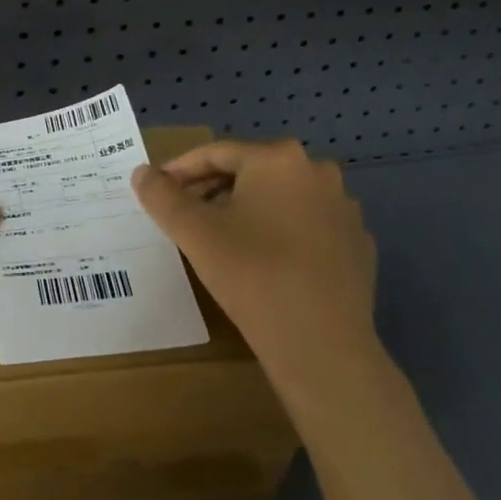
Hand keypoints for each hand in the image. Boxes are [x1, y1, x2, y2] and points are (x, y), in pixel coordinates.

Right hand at [131, 139, 378, 396]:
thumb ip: (161, 196)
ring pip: (280, 198)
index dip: (180, 170)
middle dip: (212, 189)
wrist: (322, 346)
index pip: (216, 153)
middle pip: (250, 171)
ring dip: (246, 209)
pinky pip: (307, 225)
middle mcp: (317, 171)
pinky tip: (264, 261)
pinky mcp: (357, 244)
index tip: (157, 190)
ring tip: (220, 238)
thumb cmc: (252, 275)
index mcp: (278, 158)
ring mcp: (343, 208)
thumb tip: (143, 173)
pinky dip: (280, 233)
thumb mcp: (194, 232)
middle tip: (184, 214)